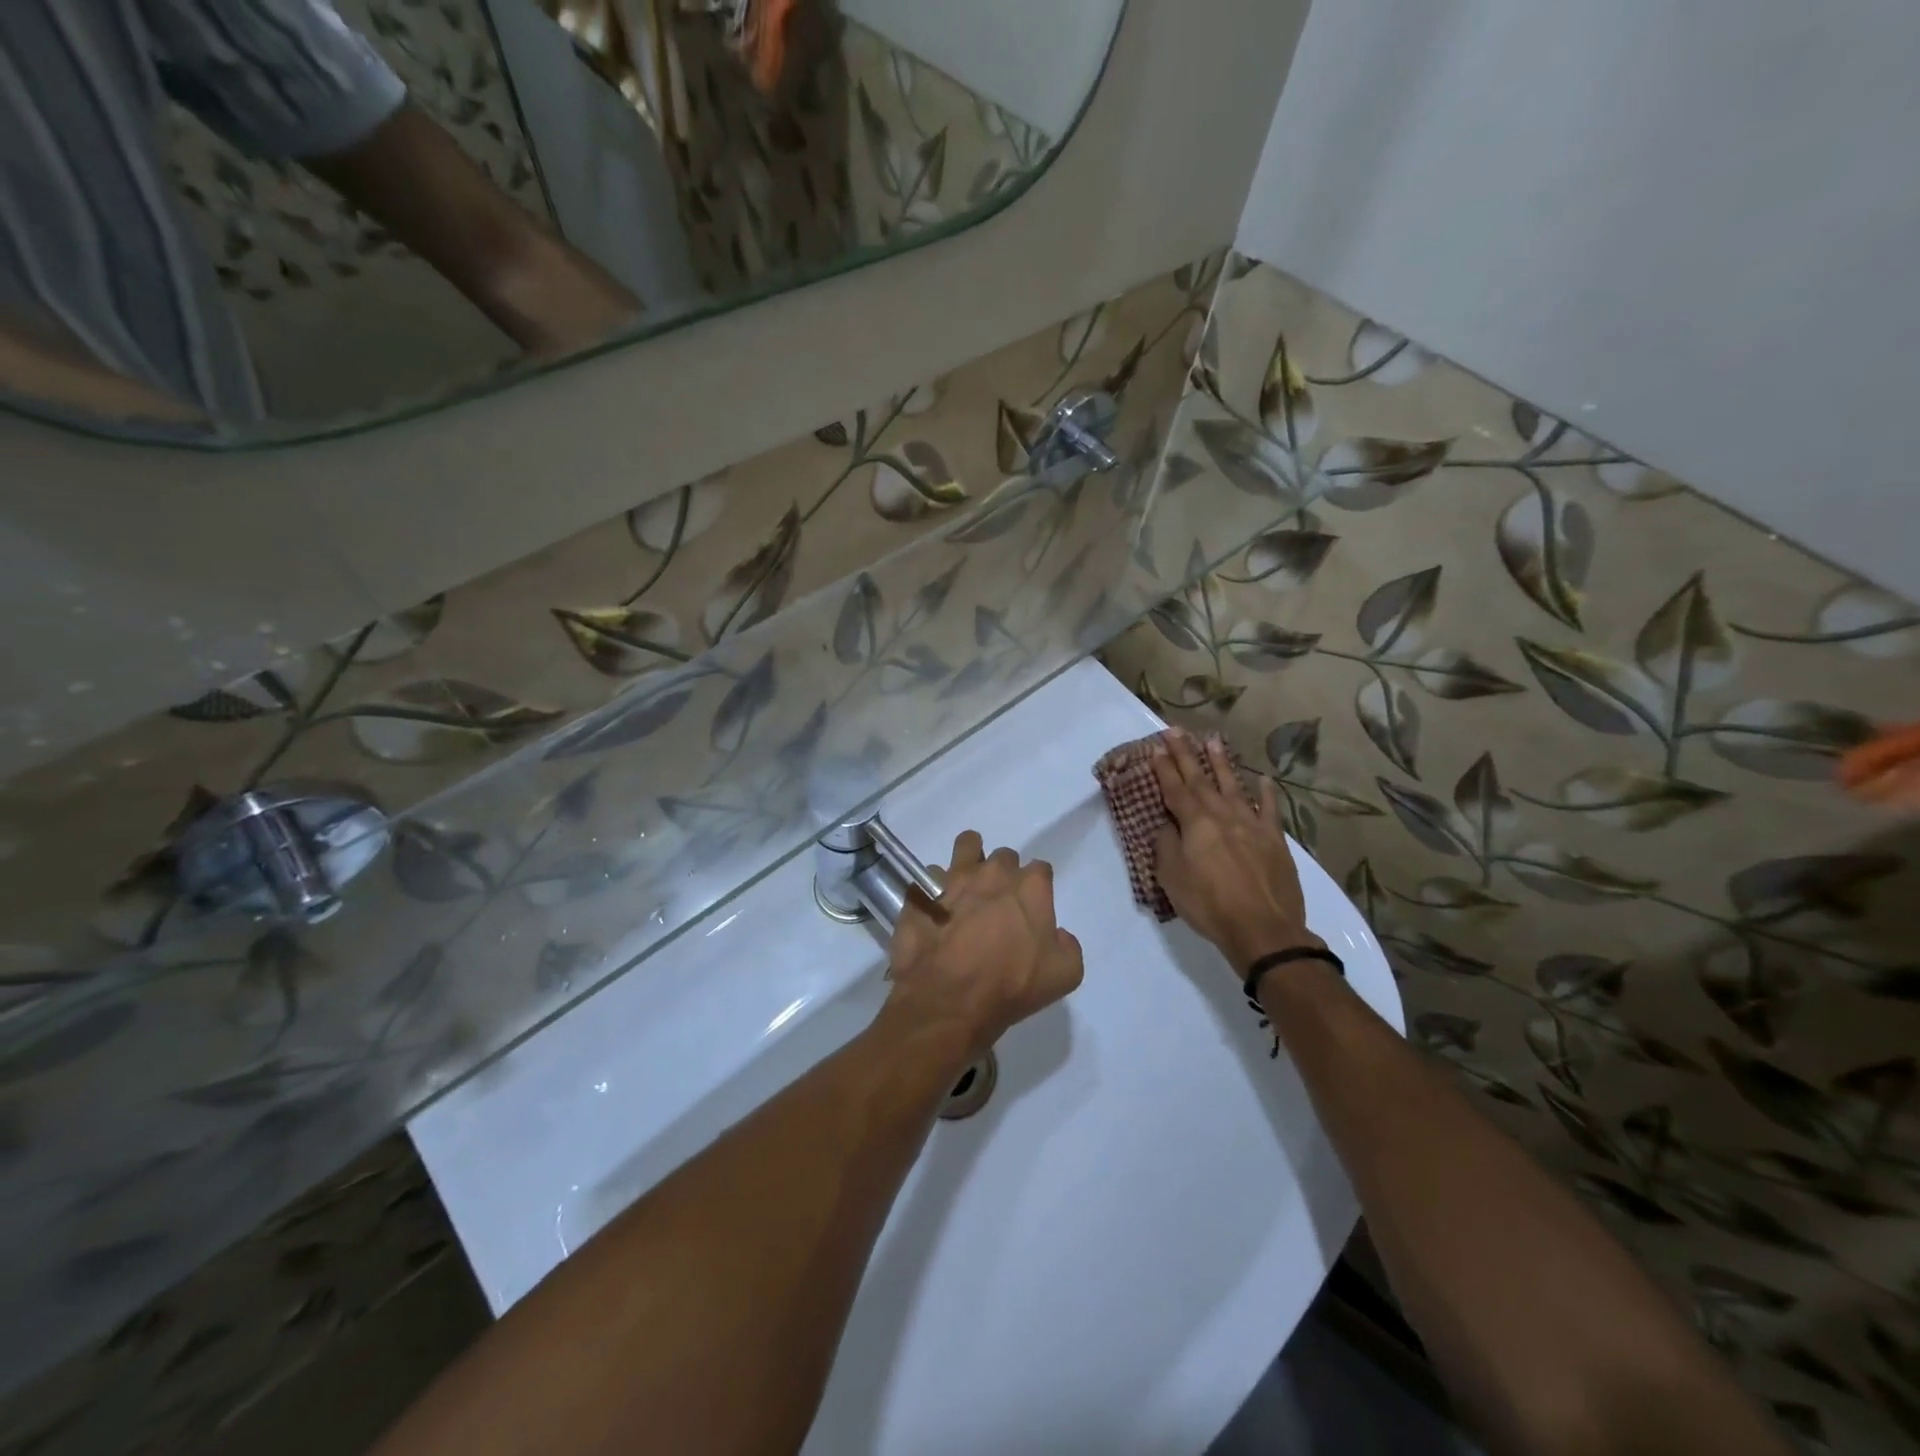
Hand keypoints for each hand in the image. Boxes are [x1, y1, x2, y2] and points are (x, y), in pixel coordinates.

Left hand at [886, 831, 1083, 1058]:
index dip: (1038, 887)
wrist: (949, 1001)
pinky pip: (929, 877)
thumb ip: (1068, 946)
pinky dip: (933, 889)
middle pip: (1003, 857)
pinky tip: (935, 909)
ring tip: (966, 884)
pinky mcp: (923, 893)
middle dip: (1004, 873)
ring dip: (969, 859)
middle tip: (999, 902)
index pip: (1041, 869)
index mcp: (1030, 887)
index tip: (1032, 908)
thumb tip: (1057, 934)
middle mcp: (993, 873)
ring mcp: (954, 879)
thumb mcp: (1064, 976)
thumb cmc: (1010, 986)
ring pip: (966, 846)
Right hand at [1151, 730, 1320, 974]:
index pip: (1175, 789)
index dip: (1164, 768)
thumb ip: (1167, 846)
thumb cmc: (1209, 905)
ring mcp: (1252, 824)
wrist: (1263, 929)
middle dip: (1186, 754)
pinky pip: (1270, 809)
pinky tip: (1263, 779)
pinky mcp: (1275, 839)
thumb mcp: (1172, 878)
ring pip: (1233, 786)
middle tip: (1176, 731)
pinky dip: (1267, 793)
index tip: (1156, 747)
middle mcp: (1222, 815)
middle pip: (1201, 780)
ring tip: (1213, 740)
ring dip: (1221, 763)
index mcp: (1195, 823)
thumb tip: (1168, 825)